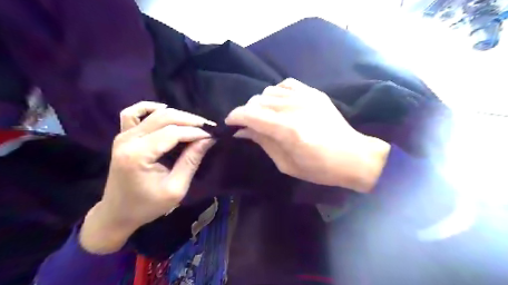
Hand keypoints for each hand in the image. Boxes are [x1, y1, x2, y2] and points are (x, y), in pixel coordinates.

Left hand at [81, 101, 213, 252]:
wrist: (117, 213)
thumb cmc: (147, 206)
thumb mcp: (176, 188)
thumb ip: (191, 160)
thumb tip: (208, 139)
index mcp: (138, 155)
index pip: (173, 133)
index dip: (196, 131)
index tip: (214, 134)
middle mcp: (128, 140)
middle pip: (164, 118)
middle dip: (191, 120)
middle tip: (209, 128)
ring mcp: (123, 136)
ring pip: (154, 113)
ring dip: (177, 115)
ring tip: (195, 124)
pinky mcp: (123, 136)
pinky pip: (133, 113)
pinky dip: (149, 107)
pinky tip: (164, 110)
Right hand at [225, 79, 389, 192]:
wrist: (353, 156)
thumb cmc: (319, 169)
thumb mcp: (286, 164)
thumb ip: (263, 143)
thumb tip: (243, 131)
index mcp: (287, 130)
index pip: (250, 114)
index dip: (235, 117)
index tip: (230, 123)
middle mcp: (294, 108)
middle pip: (257, 101)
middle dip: (247, 112)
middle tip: (249, 125)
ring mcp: (306, 97)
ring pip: (269, 91)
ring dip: (260, 103)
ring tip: (264, 116)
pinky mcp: (314, 93)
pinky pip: (286, 83)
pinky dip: (277, 92)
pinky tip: (279, 103)